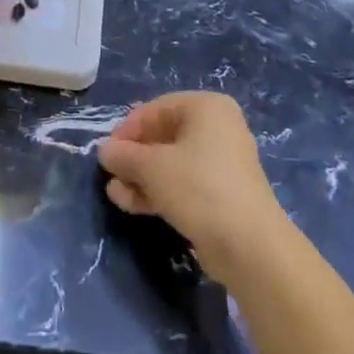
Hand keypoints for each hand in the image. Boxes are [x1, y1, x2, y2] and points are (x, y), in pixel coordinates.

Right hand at [98, 92, 285, 285]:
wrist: (248, 245)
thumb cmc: (198, 187)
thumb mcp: (151, 167)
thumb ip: (123, 155)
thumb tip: (104, 151)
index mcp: (206, 108)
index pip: (156, 109)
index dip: (127, 129)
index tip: (107, 151)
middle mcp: (217, 128)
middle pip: (163, 136)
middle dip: (134, 157)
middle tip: (110, 174)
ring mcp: (221, 163)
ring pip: (171, 163)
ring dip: (141, 177)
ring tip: (115, 194)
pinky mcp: (221, 194)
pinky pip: (183, 184)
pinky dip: (158, 191)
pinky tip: (132, 204)